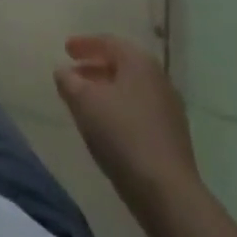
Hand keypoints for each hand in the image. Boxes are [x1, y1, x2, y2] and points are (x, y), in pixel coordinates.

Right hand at [54, 34, 199, 209]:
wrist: (167, 193)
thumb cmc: (122, 134)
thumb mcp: (83, 101)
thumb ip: (68, 80)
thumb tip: (63, 71)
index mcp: (139, 62)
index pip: (109, 42)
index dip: (84, 44)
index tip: (66, 49)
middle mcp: (159, 79)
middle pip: (122, 64)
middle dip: (95, 67)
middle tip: (73, 74)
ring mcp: (170, 110)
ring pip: (131, 89)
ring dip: (107, 90)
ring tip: (85, 101)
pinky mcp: (173, 138)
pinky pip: (140, 111)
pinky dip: (120, 109)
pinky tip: (106, 126)